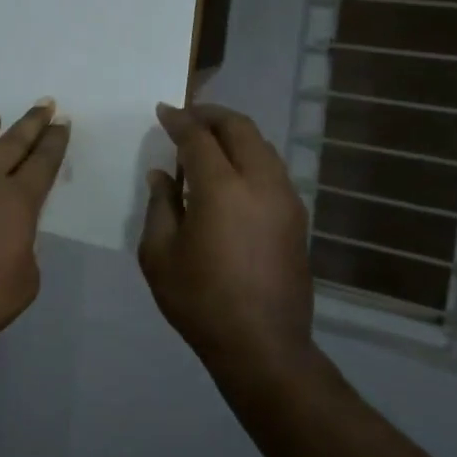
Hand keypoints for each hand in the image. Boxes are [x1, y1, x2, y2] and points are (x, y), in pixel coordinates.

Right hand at [138, 103, 314, 374]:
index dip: (179, 121)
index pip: (199, 138)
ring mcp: (285, 199)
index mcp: (222, 189)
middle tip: (187, 117)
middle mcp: (260, 183)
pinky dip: (249, 157)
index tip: (164, 111)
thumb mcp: (160, 254)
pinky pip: (272, 169)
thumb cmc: (200, 300)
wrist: (262, 345)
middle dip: (212, 116)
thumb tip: (162, 175)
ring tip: (208, 144)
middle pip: (240, 129)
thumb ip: (159, 205)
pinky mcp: (296, 217)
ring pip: (262, 146)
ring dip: (234, 135)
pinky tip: (230, 175)